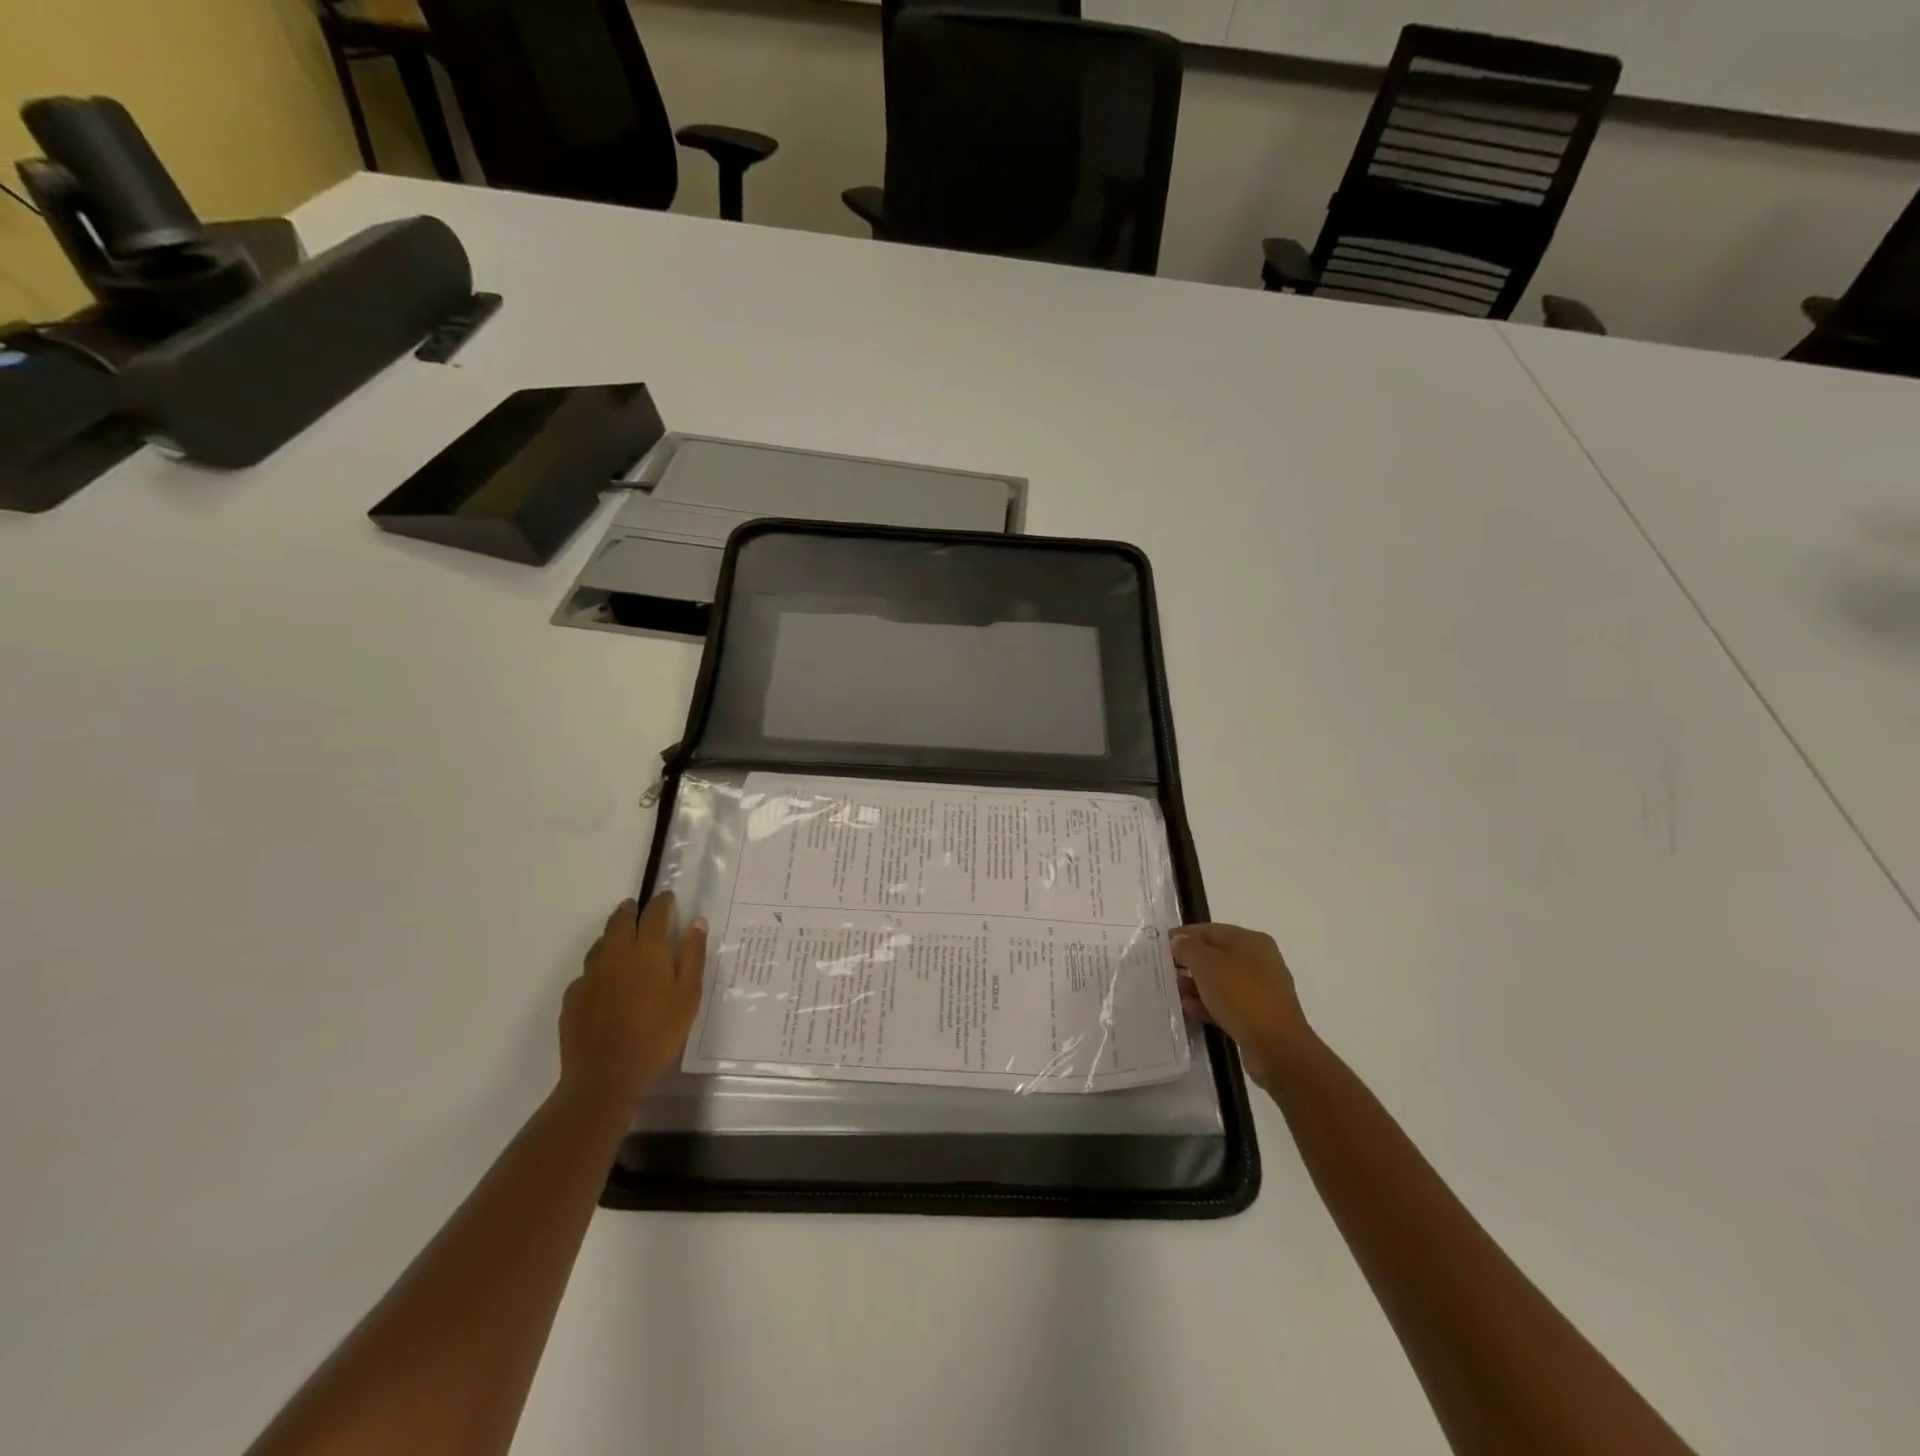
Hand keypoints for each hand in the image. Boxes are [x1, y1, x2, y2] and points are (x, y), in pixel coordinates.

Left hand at [559, 893, 707, 1103]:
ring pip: (600, 944)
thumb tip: (696, 921)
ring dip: (612, 935)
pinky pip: (587, 972)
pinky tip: (605, 981)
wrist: (605, 1075)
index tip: (668, 897)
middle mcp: (615, 954)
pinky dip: (599, 967)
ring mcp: (590, 975)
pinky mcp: (573, 997)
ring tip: (621, 939)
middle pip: (620, 921)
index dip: (662, 902)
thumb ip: (692, 955)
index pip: (655, 913)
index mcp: (647, 950)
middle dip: (631, 910)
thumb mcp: (688, 995)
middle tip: (637, 907)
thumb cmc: (657, 1033)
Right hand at [1172, 923, 1312, 1091]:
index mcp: (1250, 941)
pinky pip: (1226, 1004)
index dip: (1183, 935)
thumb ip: (1188, 948)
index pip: (1210, 930)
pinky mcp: (1257, 1016)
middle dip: (1188, 963)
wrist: (1276, 1047)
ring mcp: (1260, 990)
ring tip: (1172, 993)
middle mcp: (1258, 961)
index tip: (1159, 945)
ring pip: (1219, 982)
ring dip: (1195, 986)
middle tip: (1163, 971)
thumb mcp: (1207, 964)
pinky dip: (1207, 1005)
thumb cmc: (1241, 995)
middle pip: (1214, 956)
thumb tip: (1179, 942)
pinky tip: (1189, 1011)